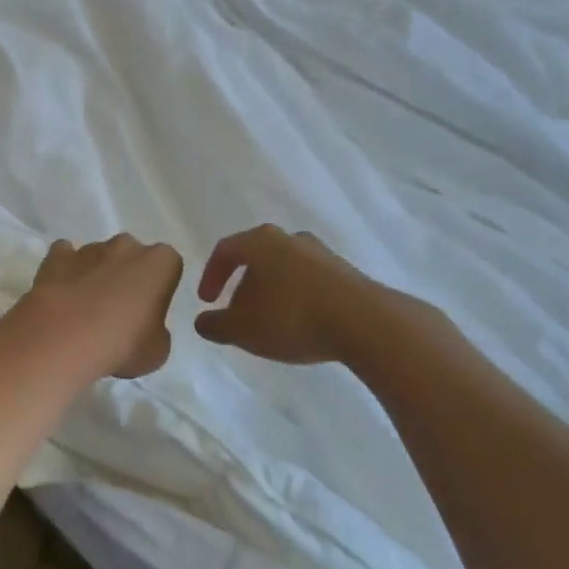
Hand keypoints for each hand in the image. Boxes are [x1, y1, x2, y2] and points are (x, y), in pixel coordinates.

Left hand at [16, 234, 183, 379]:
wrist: (64, 339)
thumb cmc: (121, 344)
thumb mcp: (157, 351)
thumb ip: (157, 330)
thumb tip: (144, 326)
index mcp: (159, 263)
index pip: (168, 264)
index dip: (160, 286)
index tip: (150, 308)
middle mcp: (126, 246)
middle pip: (132, 255)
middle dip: (127, 273)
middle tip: (119, 308)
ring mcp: (89, 248)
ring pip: (98, 256)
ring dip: (96, 274)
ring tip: (85, 308)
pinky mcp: (57, 257)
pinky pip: (64, 256)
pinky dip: (65, 270)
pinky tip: (62, 293)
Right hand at [194, 225, 403, 365]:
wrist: (365, 323)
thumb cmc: (292, 317)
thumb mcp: (242, 329)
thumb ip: (216, 325)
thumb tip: (202, 322)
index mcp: (260, 242)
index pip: (226, 250)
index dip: (211, 275)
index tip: (207, 300)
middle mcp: (291, 239)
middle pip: (258, 257)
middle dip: (244, 285)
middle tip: (238, 312)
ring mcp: (322, 254)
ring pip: (286, 269)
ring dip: (273, 292)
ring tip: (271, 321)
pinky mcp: (347, 273)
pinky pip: (311, 282)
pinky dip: (298, 299)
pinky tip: (301, 324)